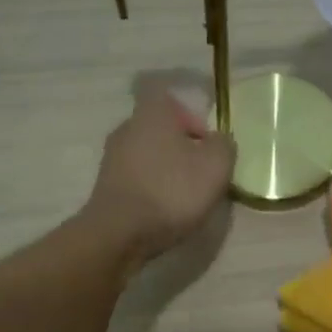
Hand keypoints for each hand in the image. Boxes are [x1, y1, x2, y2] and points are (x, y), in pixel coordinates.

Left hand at [84, 85, 235, 266]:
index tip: (207, 140)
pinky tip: (166, 209)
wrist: (120, 233)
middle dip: (183, 146)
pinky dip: (154, 188)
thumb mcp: (216, 165)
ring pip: (149, 154)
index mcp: (153, 113)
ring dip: (169, 169)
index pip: (171, 98)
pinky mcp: (107, 186)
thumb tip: (218, 140)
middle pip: (161, 128)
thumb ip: (224, 145)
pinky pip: (138, 178)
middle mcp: (127, 128)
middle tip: (203, 170)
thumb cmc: (172, 190)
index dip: (192, 115)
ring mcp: (112, 158)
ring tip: (188, 195)